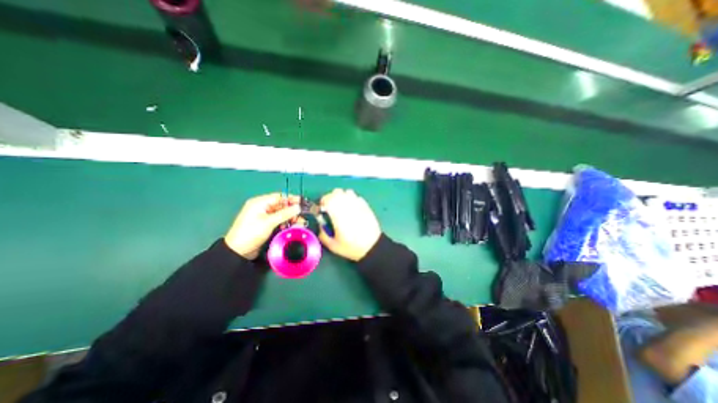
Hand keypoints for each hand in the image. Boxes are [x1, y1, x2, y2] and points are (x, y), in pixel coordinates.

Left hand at [225, 194, 300, 259]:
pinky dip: (285, 222)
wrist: (238, 251)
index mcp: (260, 202)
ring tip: (299, 223)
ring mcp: (263, 216)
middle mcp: (262, 207)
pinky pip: (278, 220)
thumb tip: (298, 207)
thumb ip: (285, 214)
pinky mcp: (265, 224)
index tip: (303, 203)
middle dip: (292, 210)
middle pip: (281, 205)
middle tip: (302, 216)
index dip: (291, 199)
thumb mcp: (269, 222)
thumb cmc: (251, 233)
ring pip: (281, 213)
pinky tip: (290, 226)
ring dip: (290, 217)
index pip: (279, 197)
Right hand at [317, 189, 377, 260]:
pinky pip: (356, 197)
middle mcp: (347, 205)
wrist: (372, 246)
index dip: (322, 202)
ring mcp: (358, 204)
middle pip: (337, 192)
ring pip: (347, 192)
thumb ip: (323, 235)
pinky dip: (352, 200)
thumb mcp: (333, 245)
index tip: (322, 208)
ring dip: (342, 197)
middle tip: (330, 207)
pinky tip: (352, 209)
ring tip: (342, 207)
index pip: (327, 198)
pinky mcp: (366, 206)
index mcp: (338, 214)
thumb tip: (321, 226)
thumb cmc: (352, 246)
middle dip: (331, 198)